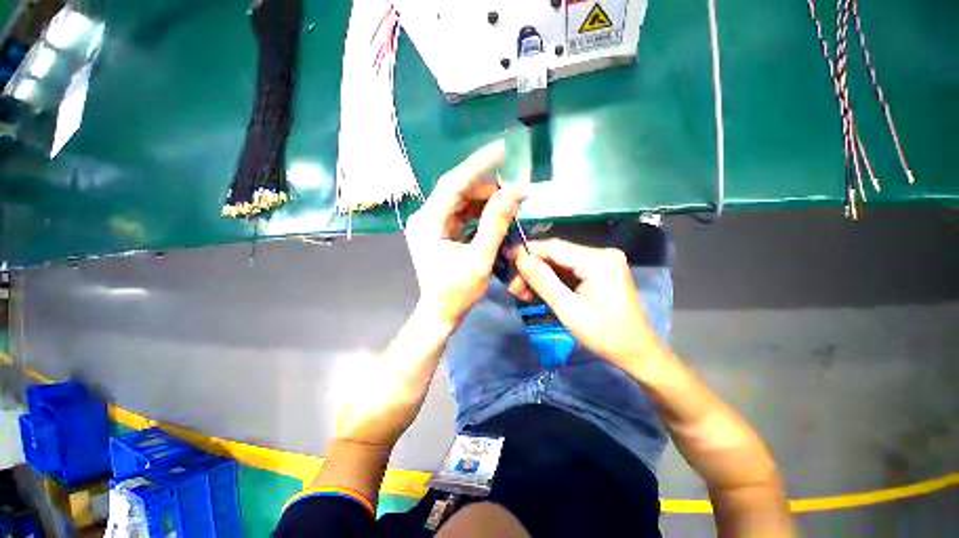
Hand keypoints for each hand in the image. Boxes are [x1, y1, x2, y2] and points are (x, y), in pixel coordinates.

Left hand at [405, 139, 525, 327]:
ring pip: (462, 200)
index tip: (502, 149)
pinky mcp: (441, 230)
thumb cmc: (457, 293)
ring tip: (510, 201)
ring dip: (486, 199)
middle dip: (487, 186)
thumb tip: (515, 192)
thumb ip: (495, 225)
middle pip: (458, 190)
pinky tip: (497, 212)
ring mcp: (432, 223)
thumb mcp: (479, 260)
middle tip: (516, 189)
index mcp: (428, 223)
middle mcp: (426, 217)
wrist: (441, 313)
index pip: (453, 184)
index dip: (478, 165)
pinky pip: (463, 212)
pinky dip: (480, 211)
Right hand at [509, 239, 661, 366]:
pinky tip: (539, 292)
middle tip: (514, 289)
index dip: (527, 251)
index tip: (506, 260)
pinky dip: (553, 280)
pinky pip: (569, 270)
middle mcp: (602, 254)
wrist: (637, 352)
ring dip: (540, 276)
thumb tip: (519, 257)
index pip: (554, 247)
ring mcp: (602, 262)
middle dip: (532, 269)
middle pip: (556, 254)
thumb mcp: (568, 309)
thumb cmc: (604, 335)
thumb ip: (542, 281)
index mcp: (598, 260)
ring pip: (560, 262)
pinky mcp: (600, 271)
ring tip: (523, 294)